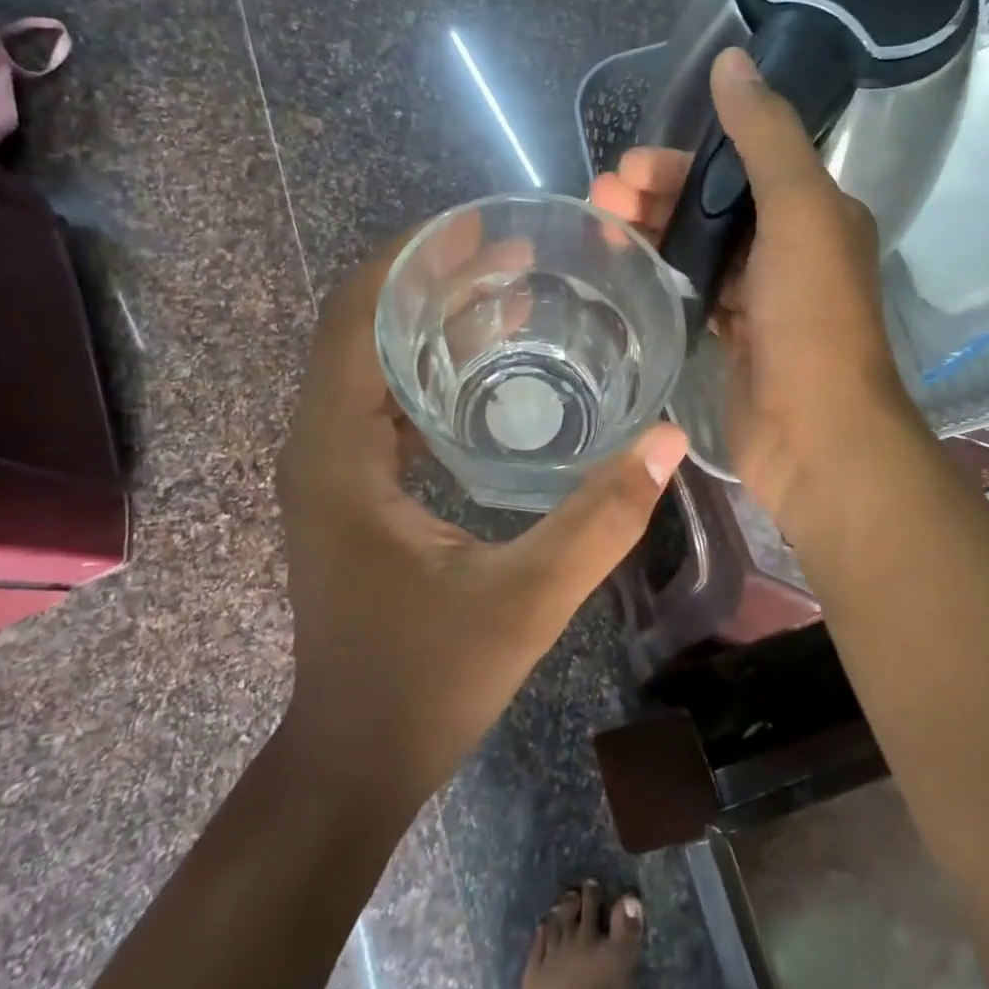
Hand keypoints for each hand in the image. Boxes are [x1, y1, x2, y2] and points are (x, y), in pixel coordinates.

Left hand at [274, 238, 686, 809]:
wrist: (355, 761)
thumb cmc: (425, 684)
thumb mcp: (525, 600)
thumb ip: (601, 518)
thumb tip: (669, 438)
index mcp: (337, 453)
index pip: (354, 318)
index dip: (409, 259)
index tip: (479, 227)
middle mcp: (319, 445)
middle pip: (360, 327)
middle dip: (430, 280)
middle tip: (515, 256)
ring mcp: (330, 469)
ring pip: (370, 362)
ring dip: (431, 321)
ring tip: (512, 293)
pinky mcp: (350, 490)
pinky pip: (382, 402)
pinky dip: (429, 368)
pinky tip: (492, 369)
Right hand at [589, 47, 915, 525]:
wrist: (817, 434)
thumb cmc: (811, 321)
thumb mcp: (799, 213)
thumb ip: (767, 136)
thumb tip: (734, 60)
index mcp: (815, 213)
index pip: (739, 166)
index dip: (681, 162)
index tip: (627, 169)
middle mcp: (792, 250)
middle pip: (713, 208)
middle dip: (656, 197)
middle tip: (599, 199)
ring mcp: (763, 300)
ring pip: (699, 251)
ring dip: (653, 235)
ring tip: (598, 232)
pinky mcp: (737, 341)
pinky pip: (695, 294)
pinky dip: (662, 280)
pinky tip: (624, 276)